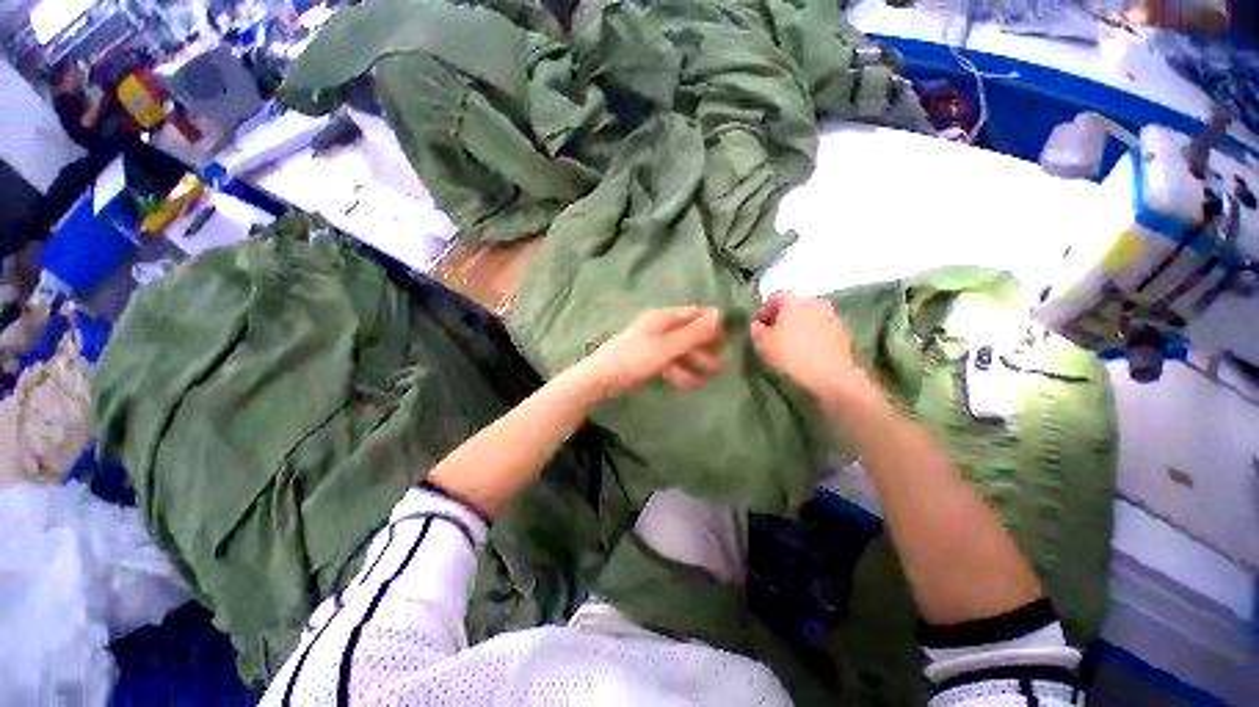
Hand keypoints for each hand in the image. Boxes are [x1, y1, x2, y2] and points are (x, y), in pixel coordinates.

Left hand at [578, 306, 726, 398]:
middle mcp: (658, 327)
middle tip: (725, 360)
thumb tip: (720, 314)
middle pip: (688, 332)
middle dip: (707, 346)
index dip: (712, 323)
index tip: (729, 336)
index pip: (693, 313)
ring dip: (697, 361)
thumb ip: (693, 333)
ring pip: (680, 349)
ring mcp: (651, 344)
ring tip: (714, 375)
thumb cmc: (634, 359)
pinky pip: (669, 362)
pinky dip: (681, 371)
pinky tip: (693, 384)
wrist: (600, 380)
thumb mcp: (668, 347)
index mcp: (662, 318)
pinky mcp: (645, 360)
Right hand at [751, 292, 874, 403]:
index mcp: (794, 300)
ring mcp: (832, 317)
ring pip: (809, 317)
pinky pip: (821, 329)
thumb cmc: (791, 355)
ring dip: (798, 326)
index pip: (775, 296)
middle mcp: (814, 302)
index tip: (758, 325)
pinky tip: (805, 351)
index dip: (764, 309)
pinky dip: (812, 336)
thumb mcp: (764, 344)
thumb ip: (758, 331)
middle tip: (772, 334)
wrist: (830, 377)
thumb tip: (757, 325)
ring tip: (789, 344)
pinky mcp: (843, 334)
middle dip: (782, 317)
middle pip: (794, 305)